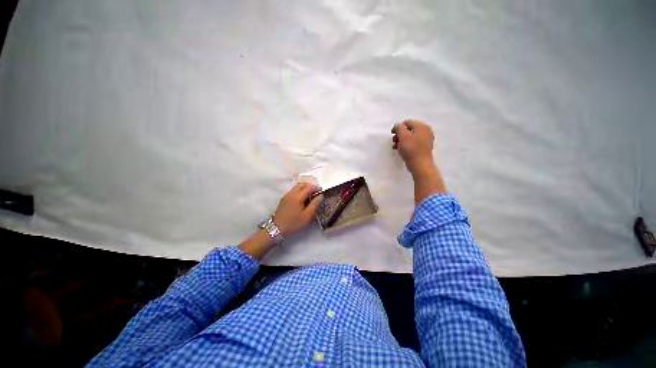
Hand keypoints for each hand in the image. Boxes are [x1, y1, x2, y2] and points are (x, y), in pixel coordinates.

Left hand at [273, 183, 323, 235]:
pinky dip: (300, 191)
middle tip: (316, 192)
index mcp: (297, 197)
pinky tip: (302, 199)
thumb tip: (320, 196)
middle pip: (301, 184)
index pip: (308, 187)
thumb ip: (314, 204)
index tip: (321, 191)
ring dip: (304, 188)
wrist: (276, 228)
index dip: (316, 187)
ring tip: (310, 196)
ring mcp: (286, 196)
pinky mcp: (284, 199)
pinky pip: (293, 191)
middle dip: (310, 186)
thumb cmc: (293, 223)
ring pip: (297, 187)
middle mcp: (291, 193)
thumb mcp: (307, 216)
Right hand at [392, 119, 434, 173]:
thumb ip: (399, 128)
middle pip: (409, 129)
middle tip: (394, 141)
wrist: (420, 165)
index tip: (392, 134)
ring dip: (401, 140)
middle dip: (399, 135)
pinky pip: (412, 143)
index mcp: (422, 126)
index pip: (407, 122)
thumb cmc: (411, 149)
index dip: (398, 127)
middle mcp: (425, 131)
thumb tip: (397, 125)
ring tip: (396, 147)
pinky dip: (406, 145)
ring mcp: (425, 140)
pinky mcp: (423, 148)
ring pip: (410, 137)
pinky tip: (400, 150)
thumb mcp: (403, 136)